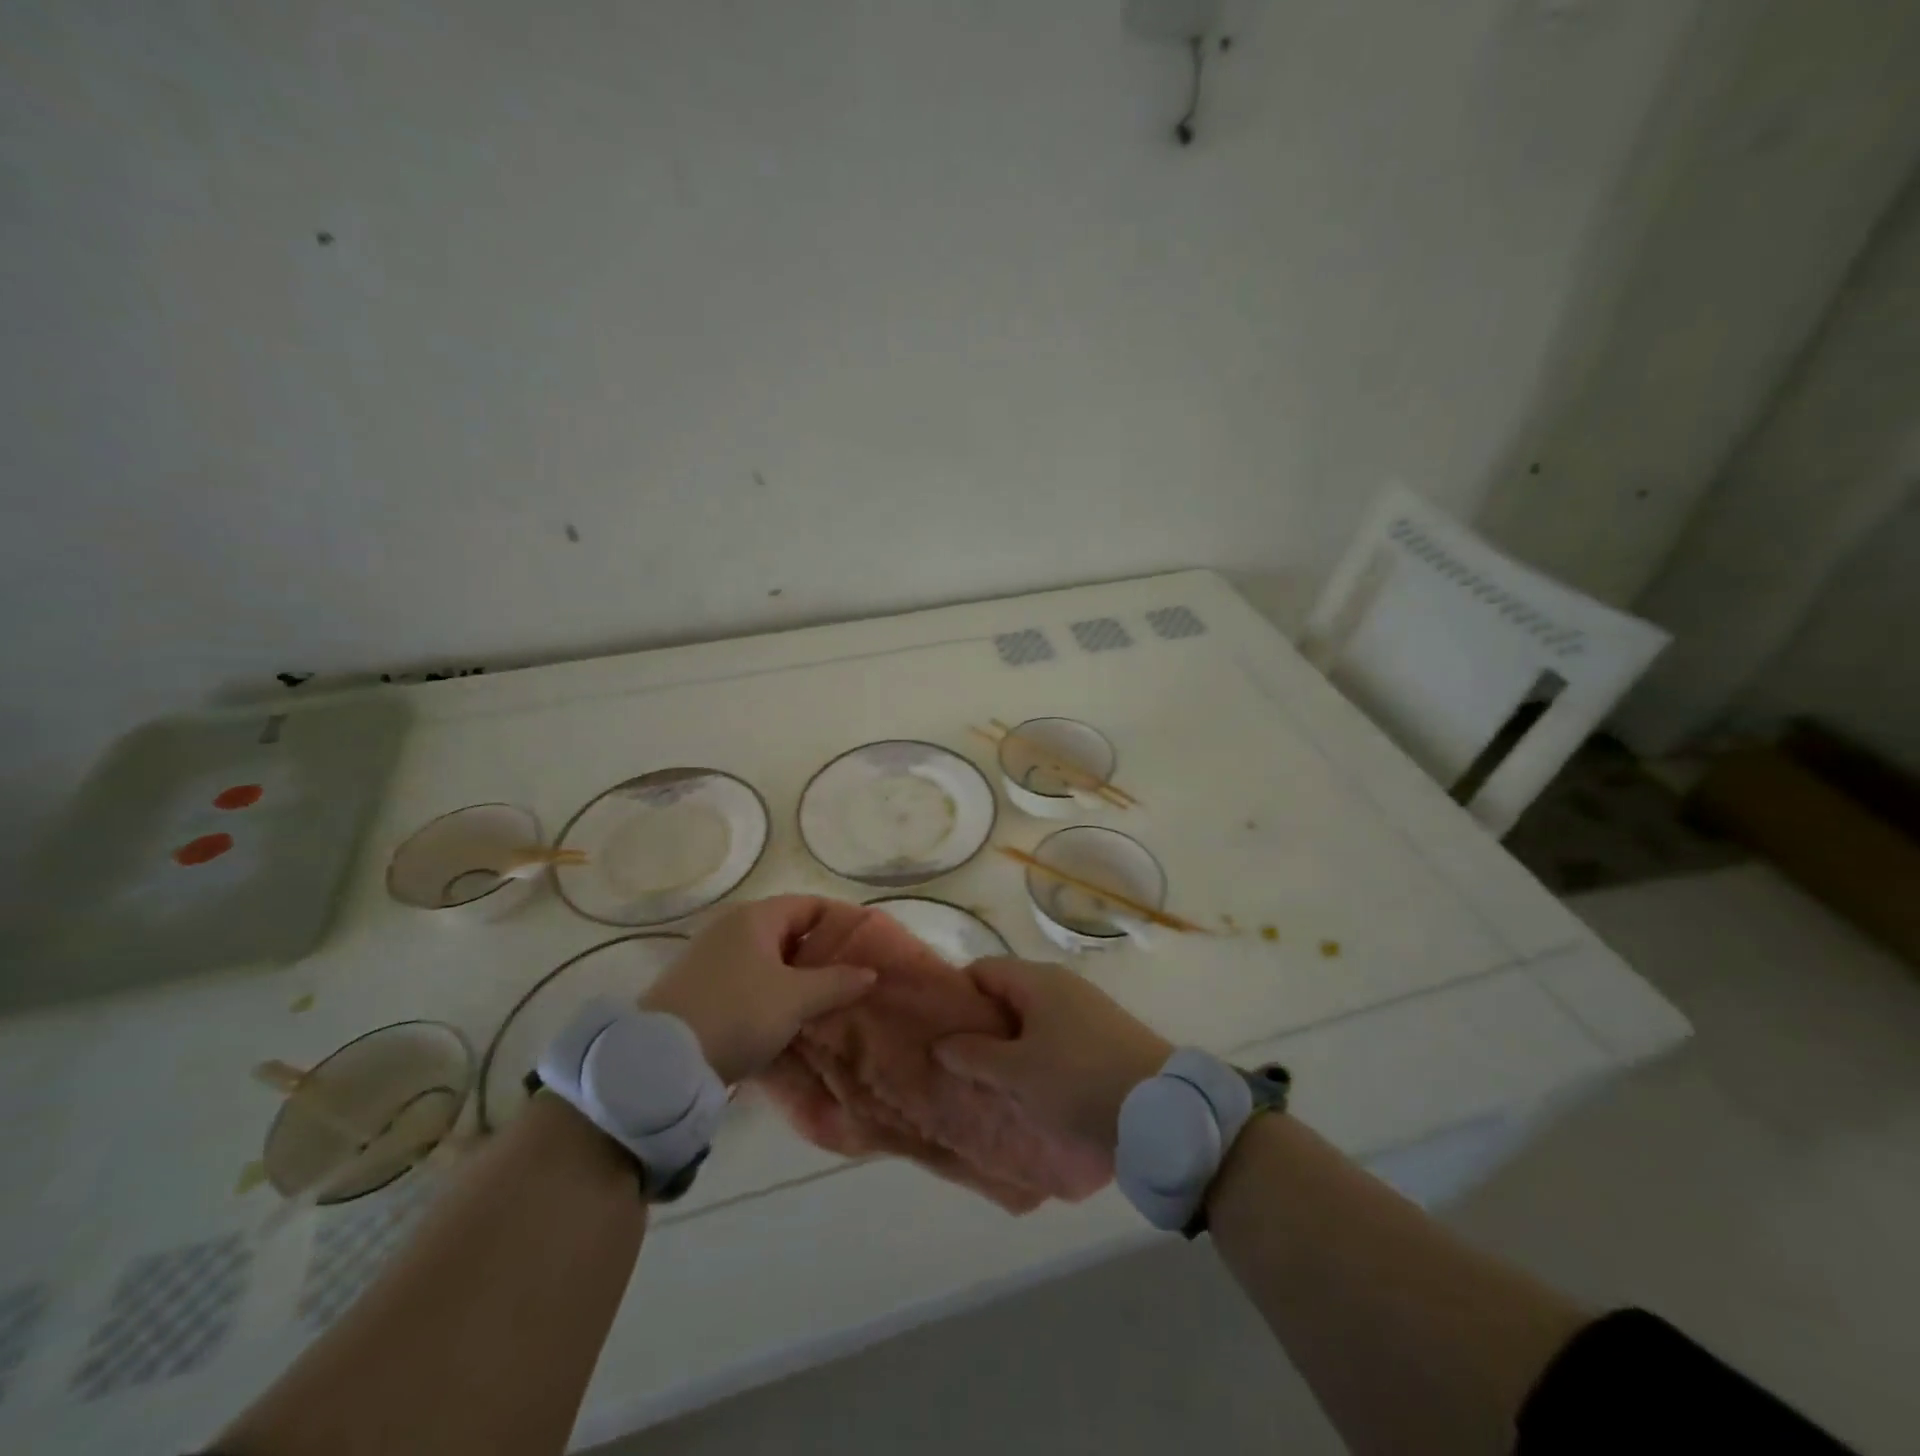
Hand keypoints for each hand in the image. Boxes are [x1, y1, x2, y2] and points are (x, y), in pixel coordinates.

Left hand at [640, 896, 875, 1083]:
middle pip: (788, 932)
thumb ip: (836, 982)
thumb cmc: (738, 1013)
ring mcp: (710, 957)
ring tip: (824, 1002)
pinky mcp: (697, 988)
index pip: (810, 905)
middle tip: (849, 978)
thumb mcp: (796, 999)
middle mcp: (731, 927)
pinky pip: (747, 981)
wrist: (661, 1062)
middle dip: (819, 954)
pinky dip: (769, 993)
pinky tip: (786, 1019)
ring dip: (795, 978)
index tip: (866, 946)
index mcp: (756, 917)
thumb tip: (869, 972)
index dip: (840, 922)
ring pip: (767, 960)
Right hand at [934, 958, 1170, 1151]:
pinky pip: (1055, 1033)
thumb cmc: (1078, 1080)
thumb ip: (974, 1054)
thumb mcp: (1017, 1073)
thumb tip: (942, 1042)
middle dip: (981, 1024)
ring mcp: (1085, 1007)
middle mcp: (1061, 983)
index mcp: (1037, 979)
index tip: (940, 1031)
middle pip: (1007, 993)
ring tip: (991, 1079)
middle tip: (960, 1061)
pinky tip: (1031, 1085)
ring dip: (1009, 1043)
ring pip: (1031, 1017)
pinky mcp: (1103, 1033)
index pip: (983, 970)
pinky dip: (1037, 1052)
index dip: (957, 996)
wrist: (1160, 1108)